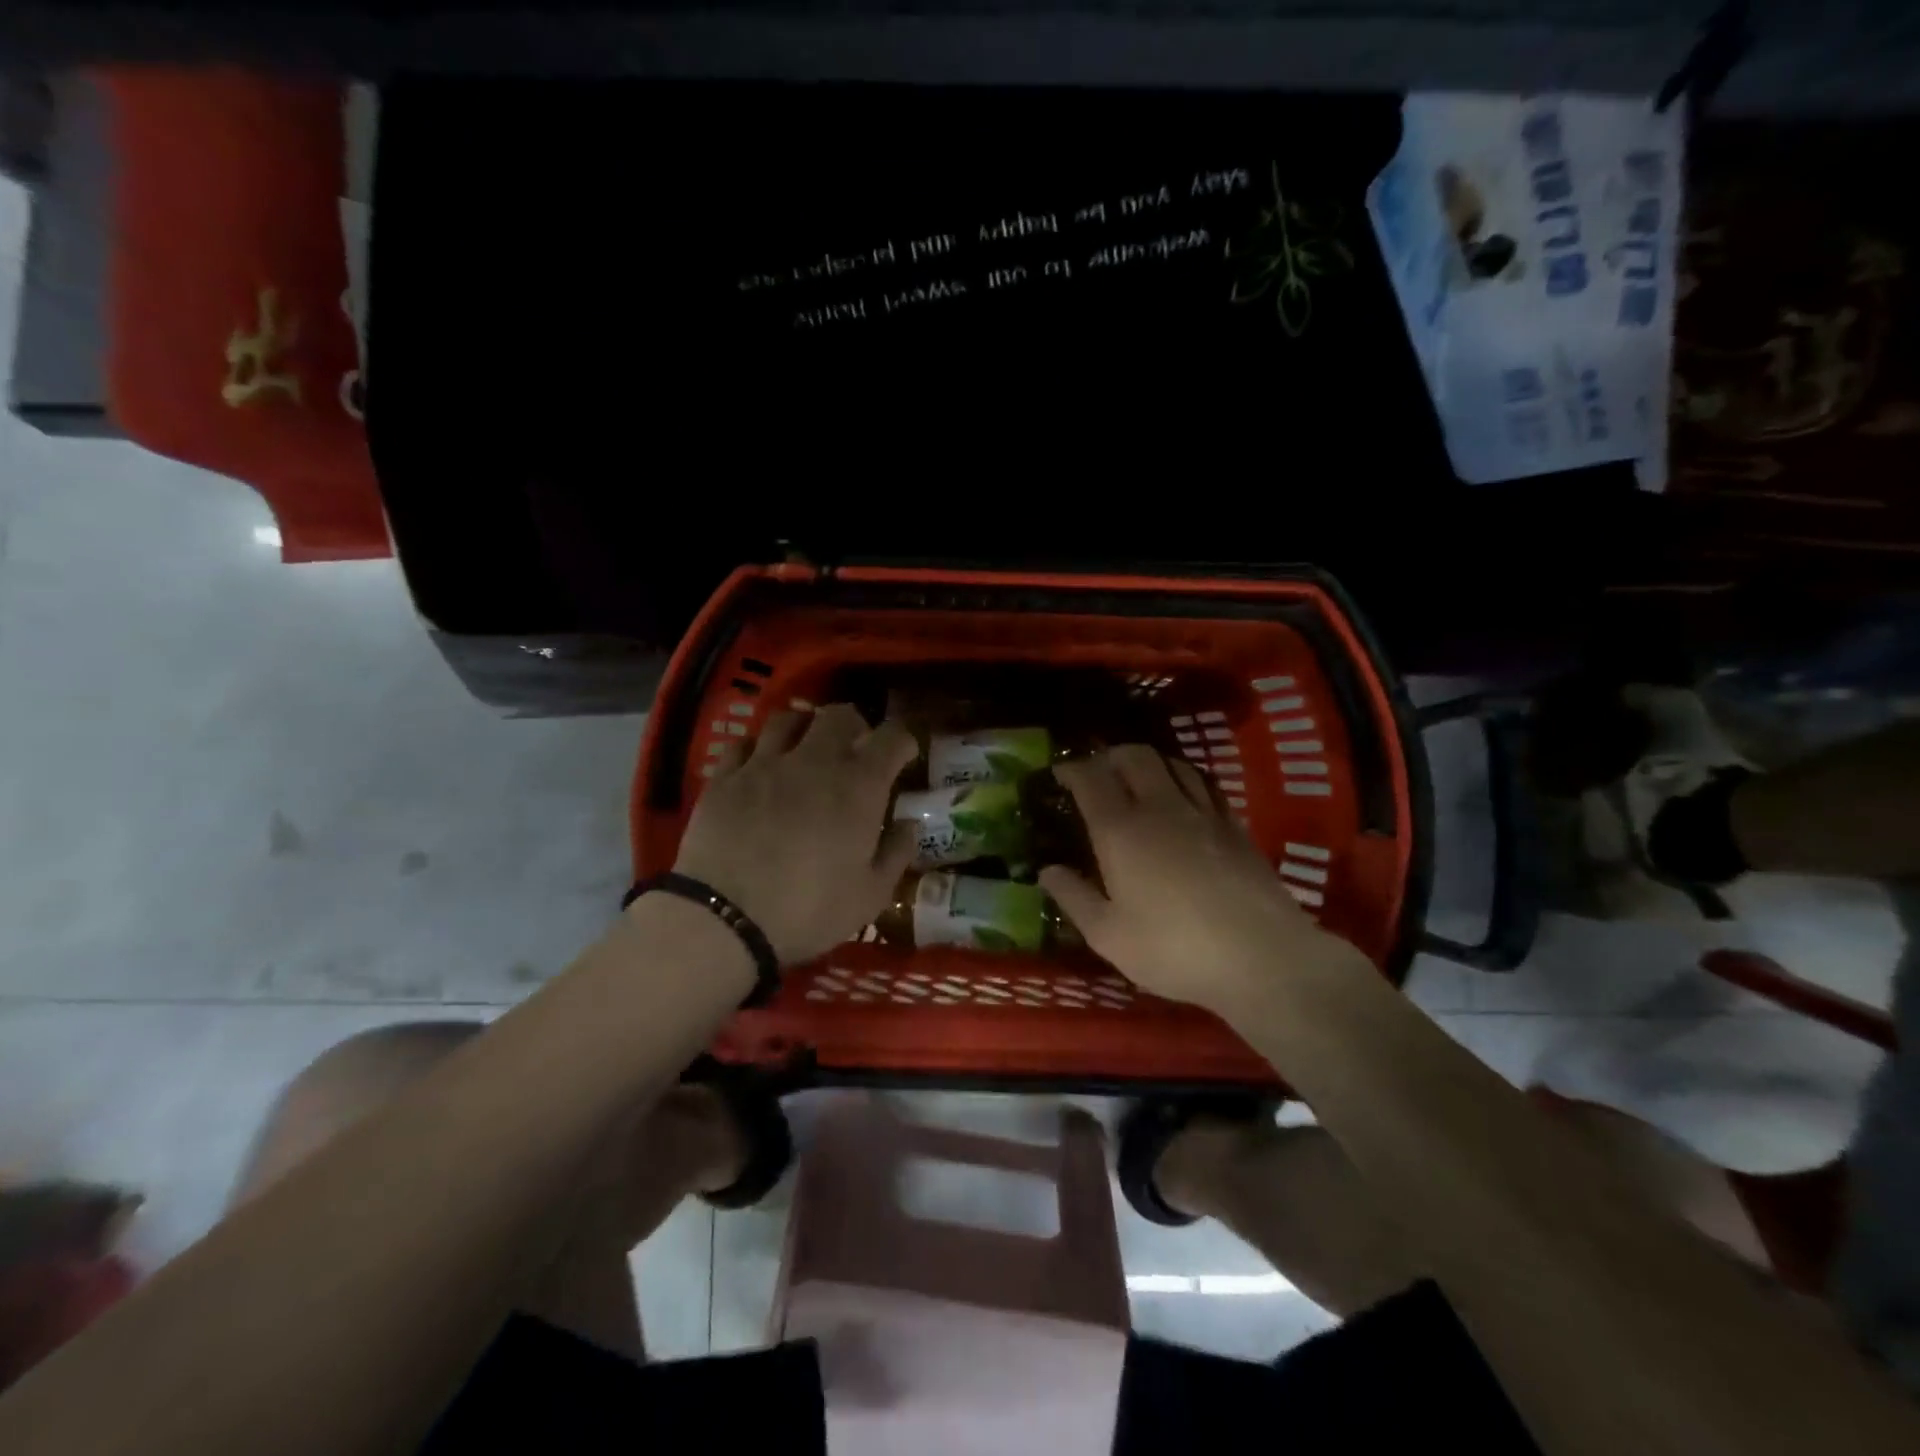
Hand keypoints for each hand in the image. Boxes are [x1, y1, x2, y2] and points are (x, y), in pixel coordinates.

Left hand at [671, 705, 917, 964]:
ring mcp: (765, 764)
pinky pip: (744, 743)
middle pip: (839, 715)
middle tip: (855, 748)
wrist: (726, 919)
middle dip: (854, 725)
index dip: (903, 740)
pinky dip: (760, 747)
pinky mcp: (725, 777)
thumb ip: (896, 853)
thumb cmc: (810, 910)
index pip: (892, 738)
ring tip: (806, 747)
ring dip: (805, 727)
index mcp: (859, 786)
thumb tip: (908, 824)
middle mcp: (815, 761)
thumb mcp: (871, 895)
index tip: (905, 754)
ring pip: (788, 719)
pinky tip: (761, 765)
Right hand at [1039, 746, 1365, 1016]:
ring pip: (1173, 763)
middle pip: (1134, 757)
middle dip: (1110, 756)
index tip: (1059, 774)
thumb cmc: (1173, 949)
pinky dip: (1184, 779)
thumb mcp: (1108, 936)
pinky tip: (1184, 798)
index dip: (1071, 769)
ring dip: (1149, 762)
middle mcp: (1160, 808)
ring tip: (1139, 779)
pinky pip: (1205, 784)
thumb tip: (1047, 870)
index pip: (1090, 779)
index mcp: (1121, 831)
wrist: (1262, 958)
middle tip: (1098, 773)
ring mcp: (1203, 813)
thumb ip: (1074, 898)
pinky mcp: (1235, 826)